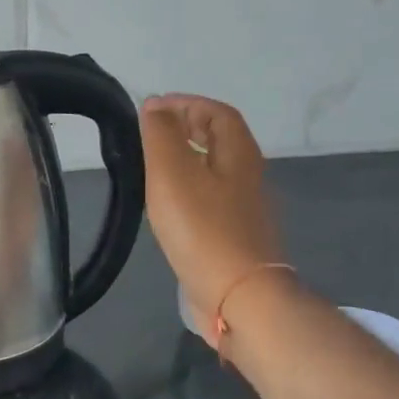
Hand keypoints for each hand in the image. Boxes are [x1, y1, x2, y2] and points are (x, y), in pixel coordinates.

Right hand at [139, 94, 287, 343]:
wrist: (238, 294)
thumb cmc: (203, 228)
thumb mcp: (173, 173)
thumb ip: (162, 135)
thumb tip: (156, 106)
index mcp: (238, 153)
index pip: (217, 112)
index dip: (186, 103)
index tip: (152, 108)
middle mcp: (248, 175)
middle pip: (220, 139)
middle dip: (187, 127)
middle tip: (150, 132)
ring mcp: (244, 207)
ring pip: (215, 168)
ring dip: (187, 158)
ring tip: (152, 165)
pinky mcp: (234, 234)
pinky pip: (211, 197)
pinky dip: (189, 187)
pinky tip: (167, 204)